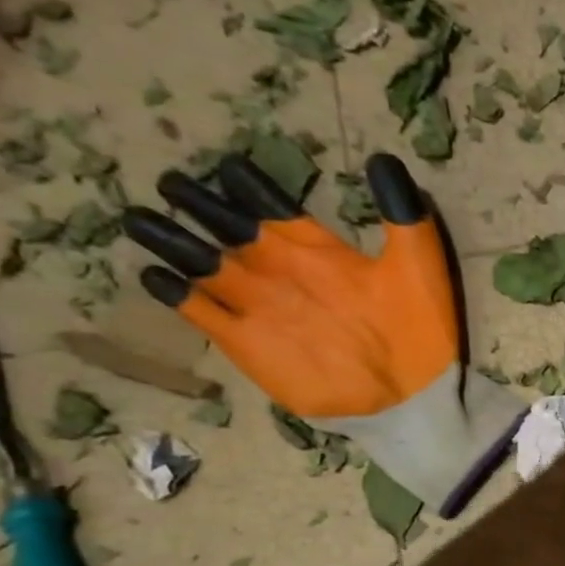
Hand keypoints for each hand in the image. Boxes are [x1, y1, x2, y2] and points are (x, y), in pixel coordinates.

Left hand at [122, 153, 523, 515]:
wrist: (403, 404)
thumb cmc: (417, 336)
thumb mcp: (425, 270)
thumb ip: (404, 215)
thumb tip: (384, 161)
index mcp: (316, 251)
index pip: (268, 204)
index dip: (243, 183)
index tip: (223, 167)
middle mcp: (273, 272)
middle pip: (222, 227)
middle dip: (194, 201)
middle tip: (170, 184)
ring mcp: (252, 309)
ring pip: (196, 262)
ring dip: (165, 237)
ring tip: (139, 220)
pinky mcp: (244, 346)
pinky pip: (194, 310)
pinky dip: (170, 289)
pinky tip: (156, 276)